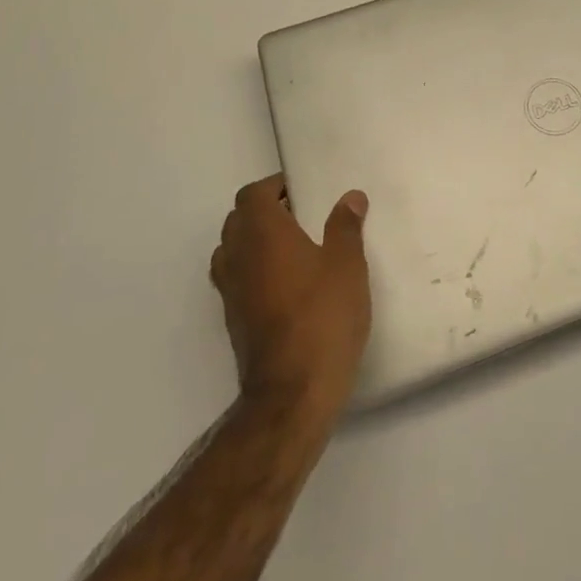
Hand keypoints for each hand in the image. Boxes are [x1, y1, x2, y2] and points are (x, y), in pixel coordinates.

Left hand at [209, 175, 371, 418]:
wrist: (292, 394)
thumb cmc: (323, 317)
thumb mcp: (347, 265)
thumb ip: (345, 226)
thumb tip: (350, 197)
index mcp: (263, 234)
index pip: (252, 195)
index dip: (273, 187)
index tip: (301, 191)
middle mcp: (238, 257)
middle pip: (237, 220)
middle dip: (264, 211)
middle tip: (300, 216)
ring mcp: (231, 292)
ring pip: (231, 250)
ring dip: (254, 242)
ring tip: (291, 248)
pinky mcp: (233, 322)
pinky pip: (236, 280)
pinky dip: (252, 271)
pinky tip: (284, 284)